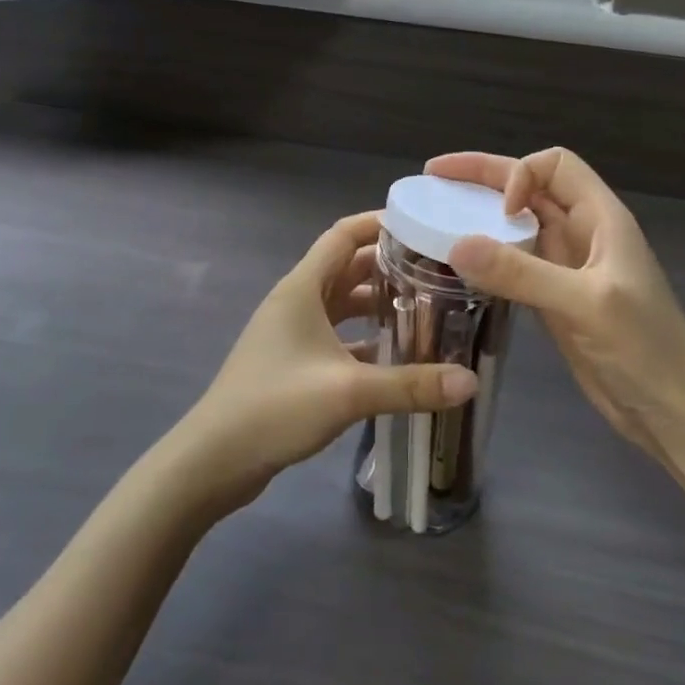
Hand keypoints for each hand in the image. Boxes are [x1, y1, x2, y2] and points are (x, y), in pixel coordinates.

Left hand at [172, 211, 477, 514]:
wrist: (214, 459)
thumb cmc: (275, 407)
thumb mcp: (348, 392)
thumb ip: (411, 385)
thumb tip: (471, 380)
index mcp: (302, 287)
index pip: (344, 235)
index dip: (380, 224)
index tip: (422, 226)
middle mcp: (296, 300)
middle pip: (347, 267)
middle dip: (390, 265)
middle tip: (438, 271)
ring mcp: (292, 331)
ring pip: (342, 303)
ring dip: (378, 302)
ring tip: (426, 309)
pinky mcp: (292, 361)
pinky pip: (336, 334)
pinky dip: (364, 337)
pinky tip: (396, 355)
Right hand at [427, 149, 684, 460]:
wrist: (674, 414)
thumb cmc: (645, 350)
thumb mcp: (584, 304)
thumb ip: (521, 273)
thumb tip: (455, 244)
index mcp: (601, 218)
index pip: (554, 165)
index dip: (520, 175)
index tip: (497, 212)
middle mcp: (581, 234)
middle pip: (530, 187)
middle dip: (483, 179)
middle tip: (432, 178)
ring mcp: (566, 268)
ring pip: (517, 226)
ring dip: (480, 218)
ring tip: (434, 219)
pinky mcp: (553, 299)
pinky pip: (513, 264)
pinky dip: (485, 259)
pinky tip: (457, 268)